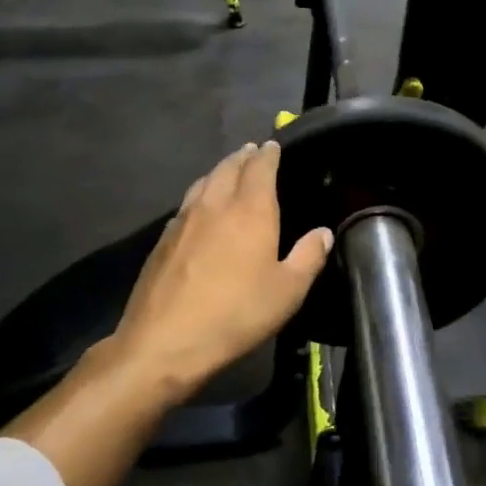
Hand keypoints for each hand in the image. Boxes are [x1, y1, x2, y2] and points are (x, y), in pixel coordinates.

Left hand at [111, 141, 333, 395]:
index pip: (260, 167)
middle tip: (252, 151)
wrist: (165, 341)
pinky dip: (200, 194)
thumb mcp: (288, 291)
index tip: (273, 144)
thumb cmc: (237, 314)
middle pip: (228, 168)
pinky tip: (200, 207)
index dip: (268, 153)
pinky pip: (186, 204)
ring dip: (219, 170)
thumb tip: (323, 232)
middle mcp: (215, 204)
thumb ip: (309, 257)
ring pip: (203, 182)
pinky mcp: (162, 240)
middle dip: (243, 157)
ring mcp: (183, 220)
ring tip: (228, 169)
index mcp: (250, 210)